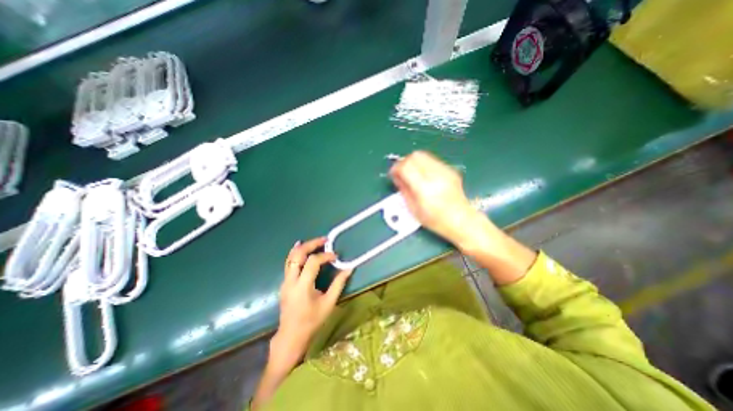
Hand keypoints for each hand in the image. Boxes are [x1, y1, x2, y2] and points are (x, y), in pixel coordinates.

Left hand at [275, 237, 355, 369]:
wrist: (291, 336)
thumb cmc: (312, 321)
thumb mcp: (329, 303)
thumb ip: (338, 284)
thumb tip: (349, 269)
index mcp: (302, 286)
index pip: (313, 262)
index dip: (325, 256)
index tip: (335, 256)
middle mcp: (291, 281)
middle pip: (298, 255)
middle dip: (311, 244)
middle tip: (324, 239)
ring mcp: (285, 281)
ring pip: (291, 257)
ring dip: (303, 247)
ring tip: (315, 241)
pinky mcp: (284, 283)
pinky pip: (289, 263)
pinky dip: (296, 254)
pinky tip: (303, 249)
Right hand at [393, 150, 485, 246]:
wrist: (462, 220)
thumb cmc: (436, 220)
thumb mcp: (414, 209)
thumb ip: (403, 190)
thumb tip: (396, 177)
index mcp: (424, 188)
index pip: (406, 166)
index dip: (396, 168)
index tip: (393, 174)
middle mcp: (436, 175)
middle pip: (415, 156)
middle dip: (404, 162)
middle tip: (401, 172)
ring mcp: (445, 171)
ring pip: (423, 155)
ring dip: (413, 162)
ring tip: (411, 174)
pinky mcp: (450, 170)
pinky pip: (432, 160)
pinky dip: (423, 164)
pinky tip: (423, 176)